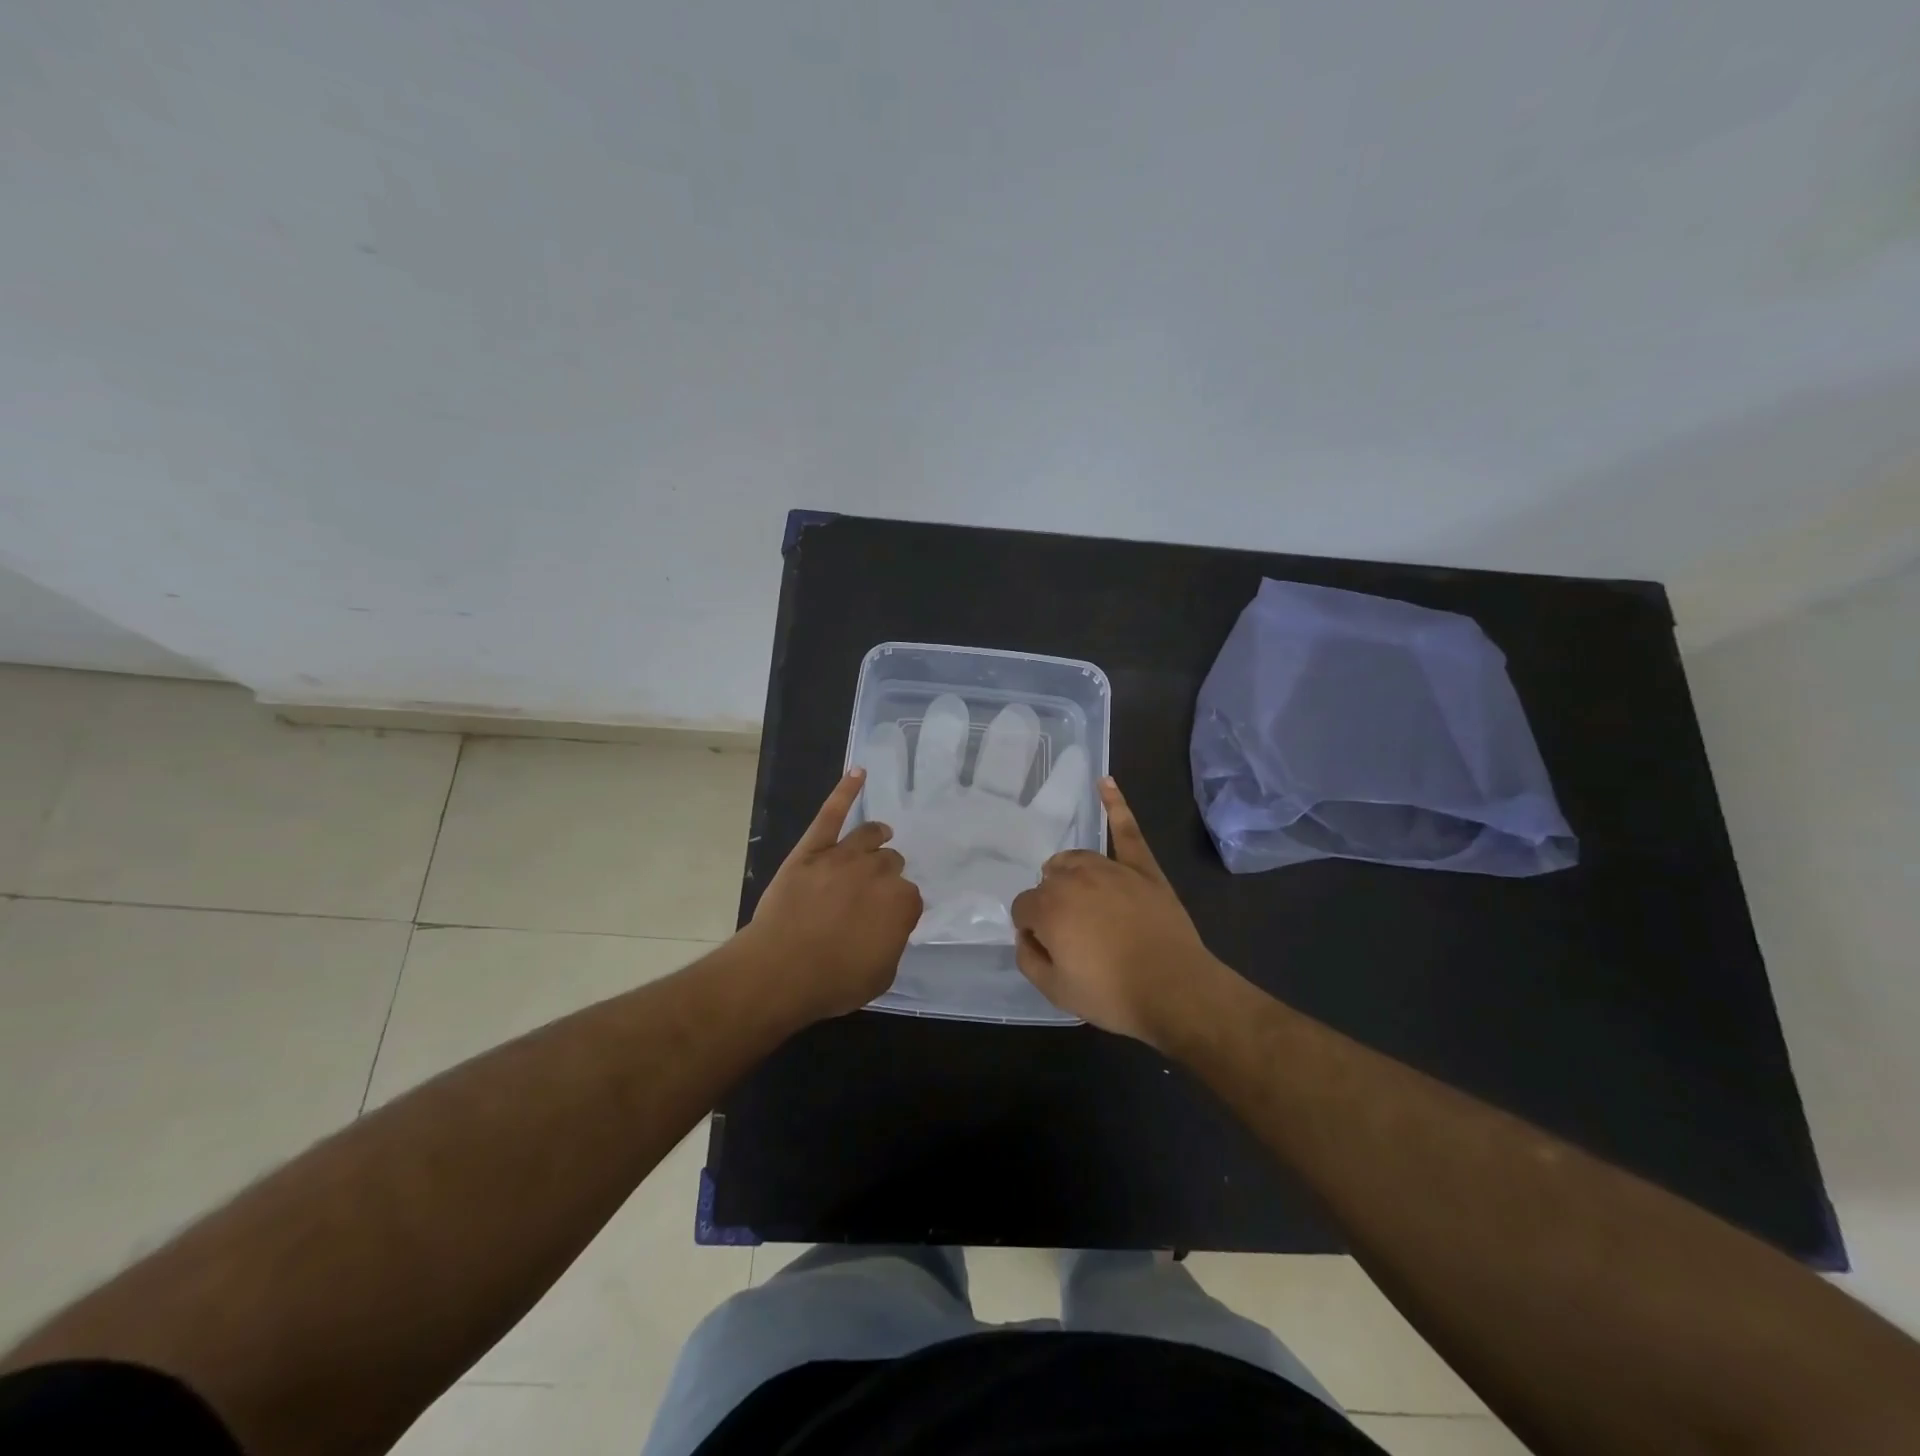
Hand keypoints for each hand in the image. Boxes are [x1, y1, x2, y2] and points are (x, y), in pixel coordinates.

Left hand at [743, 768, 922, 1020]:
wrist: (781, 970)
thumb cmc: (833, 981)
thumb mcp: (881, 975)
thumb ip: (892, 943)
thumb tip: (888, 927)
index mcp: (901, 903)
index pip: (909, 897)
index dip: (897, 910)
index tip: (885, 921)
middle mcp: (879, 872)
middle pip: (891, 863)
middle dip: (885, 876)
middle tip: (869, 895)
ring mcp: (844, 855)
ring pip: (870, 836)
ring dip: (877, 838)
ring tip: (879, 837)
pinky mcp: (813, 848)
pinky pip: (831, 813)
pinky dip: (846, 790)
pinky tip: (859, 772)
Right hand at [1010, 778, 1227, 1046]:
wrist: (1175, 991)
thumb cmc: (1111, 994)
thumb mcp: (1054, 990)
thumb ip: (1028, 957)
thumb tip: (1026, 935)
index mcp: (1048, 906)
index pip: (1023, 908)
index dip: (1033, 931)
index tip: (1051, 950)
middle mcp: (1074, 878)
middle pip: (1048, 880)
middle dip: (1052, 903)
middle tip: (1072, 935)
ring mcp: (1111, 868)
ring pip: (1076, 859)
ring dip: (1071, 875)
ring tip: (1082, 900)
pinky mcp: (1143, 868)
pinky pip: (1126, 830)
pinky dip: (1115, 804)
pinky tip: (1106, 782)